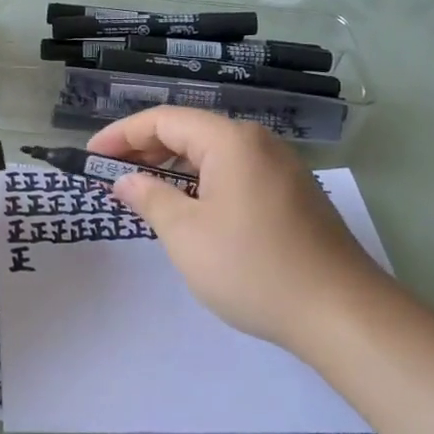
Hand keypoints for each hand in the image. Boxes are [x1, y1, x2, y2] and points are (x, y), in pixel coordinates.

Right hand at [88, 107, 384, 350]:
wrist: (342, 313)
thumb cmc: (253, 267)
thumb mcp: (187, 235)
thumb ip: (150, 198)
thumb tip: (125, 180)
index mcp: (230, 140)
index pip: (163, 119)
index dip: (121, 135)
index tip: (91, 157)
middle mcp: (258, 143)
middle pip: (190, 131)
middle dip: (146, 149)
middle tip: (112, 175)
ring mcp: (281, 168)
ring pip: (213, 154)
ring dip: (174, 167)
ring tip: (145, 192)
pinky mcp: (293, 194)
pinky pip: (235, 173)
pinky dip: (203, 183)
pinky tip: (191, 210)